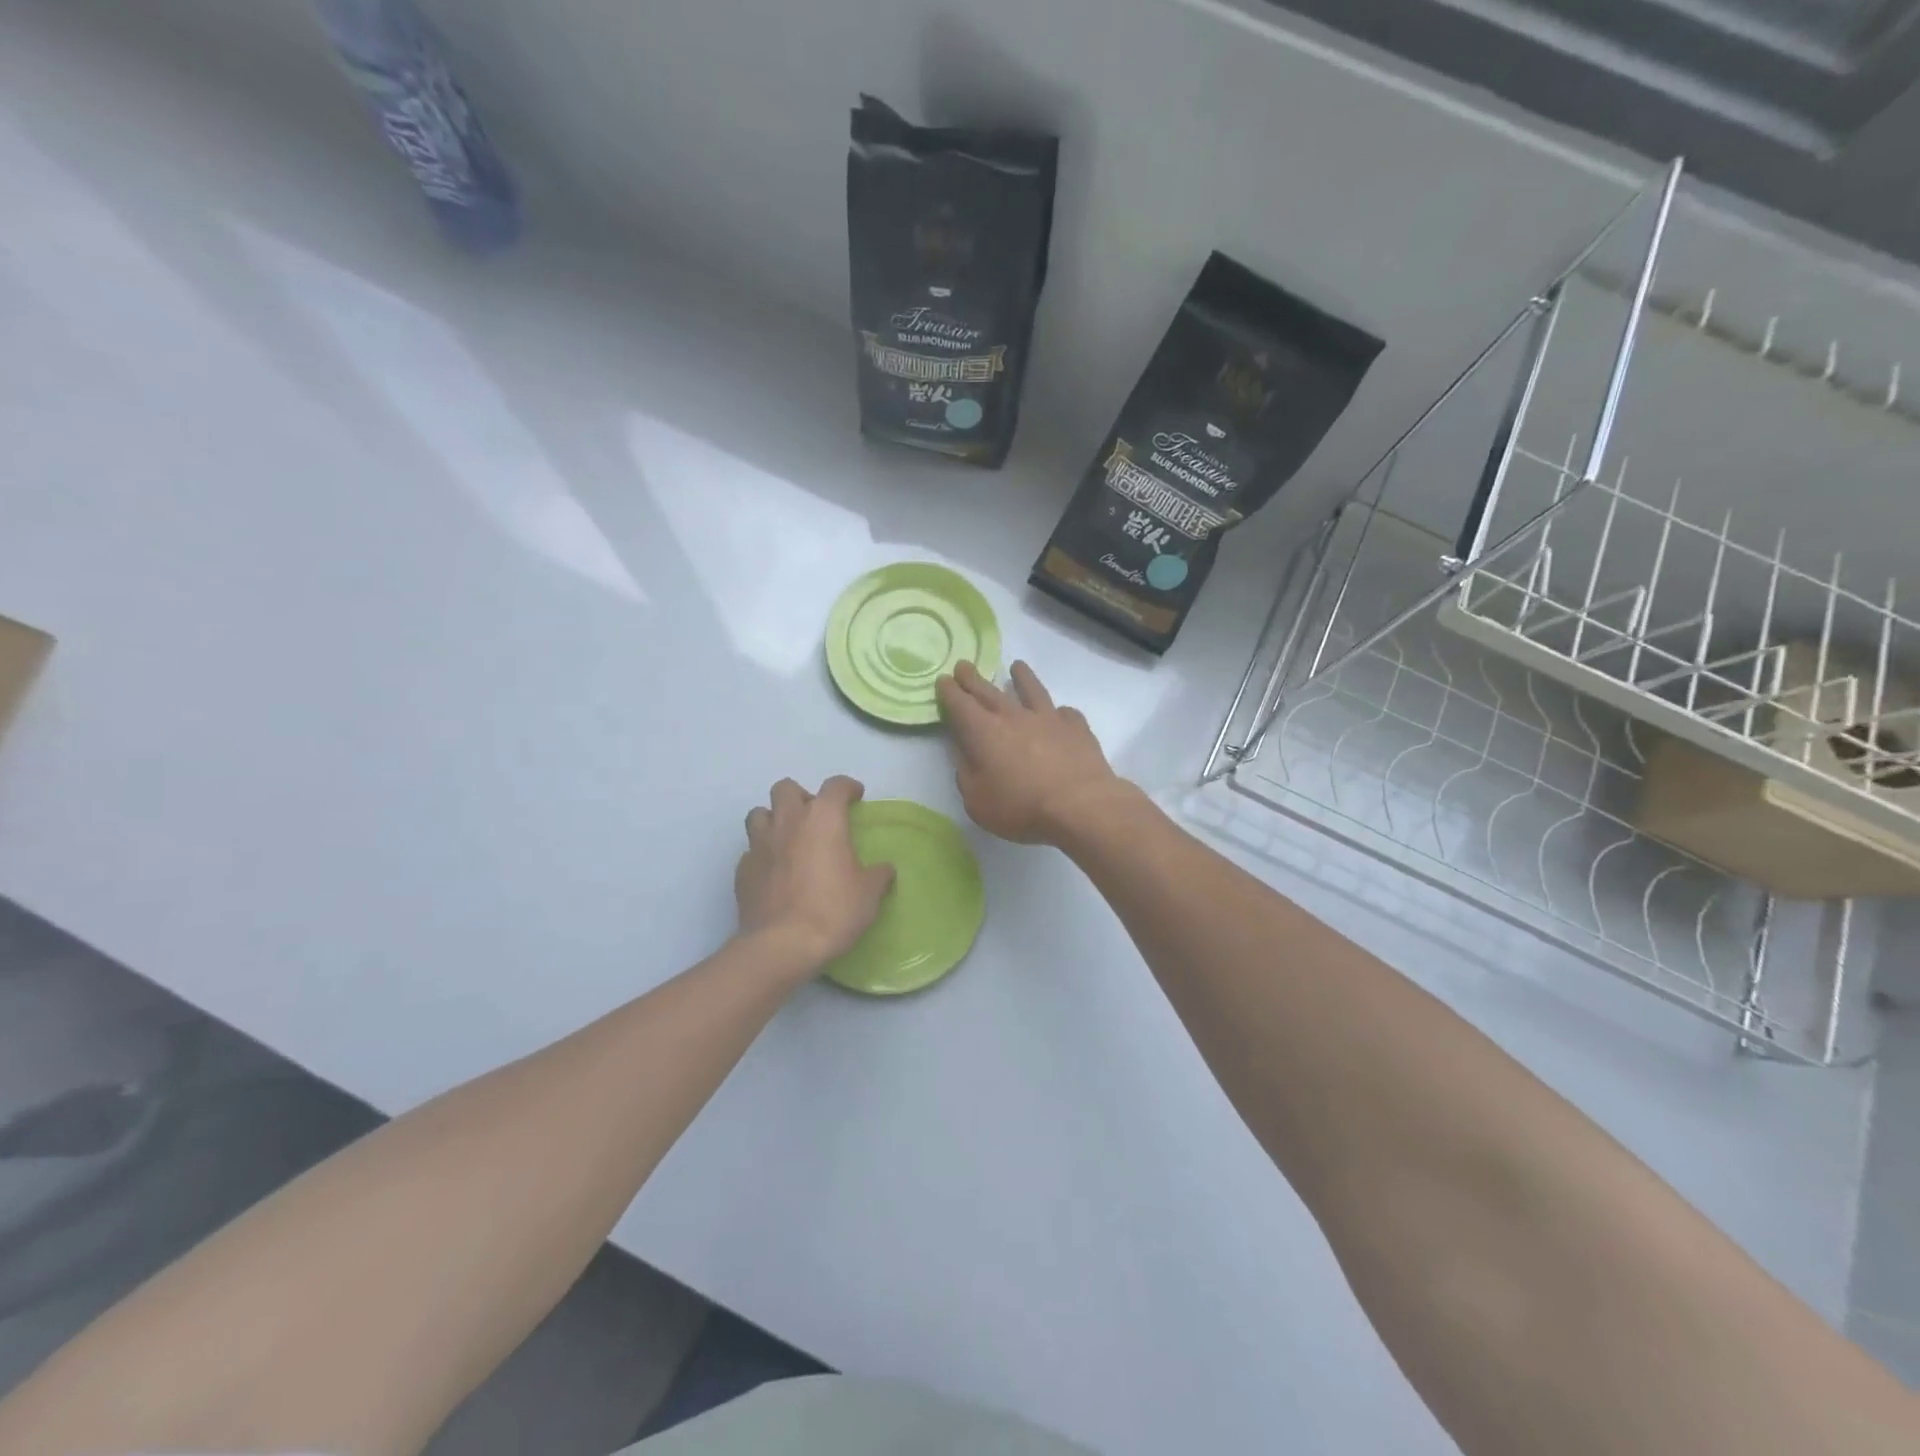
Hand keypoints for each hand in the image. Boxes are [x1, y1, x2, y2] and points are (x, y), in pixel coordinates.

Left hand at [735, 776, 894, 969]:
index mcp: (823, 818)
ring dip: (774, 820)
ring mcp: (760, 844)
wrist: (782, 945)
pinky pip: (751, 850)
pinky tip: (774, 872)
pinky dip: (762, 854)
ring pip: (759, 814)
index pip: (835, 786)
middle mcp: (788, 821)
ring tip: (788, 839)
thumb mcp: (869, 894)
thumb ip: (878, 875)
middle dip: (801, 796)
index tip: (855, 796)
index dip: (847, 787)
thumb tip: (884, 869)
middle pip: (786, 788)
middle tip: (815, 818)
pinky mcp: (742, 870)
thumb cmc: (833, 910)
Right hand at [936, 660, 1128, 845]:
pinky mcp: (1076, 728)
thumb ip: (967, 775)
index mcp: (984, 733)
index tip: (943, 680)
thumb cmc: (1021, 808)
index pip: (960, 705)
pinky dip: (1059, 712)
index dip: (949, 692)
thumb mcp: (977, 801)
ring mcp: (1048, 718)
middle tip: (964, 665)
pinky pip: (1065, 713)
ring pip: (1032, 691)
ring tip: (1017, 666)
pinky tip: (1060, 713)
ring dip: (1022, 678)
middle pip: (989, 692)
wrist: (1080, 805)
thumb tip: (965, 756)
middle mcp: (1014, 717)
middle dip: (973, 679)